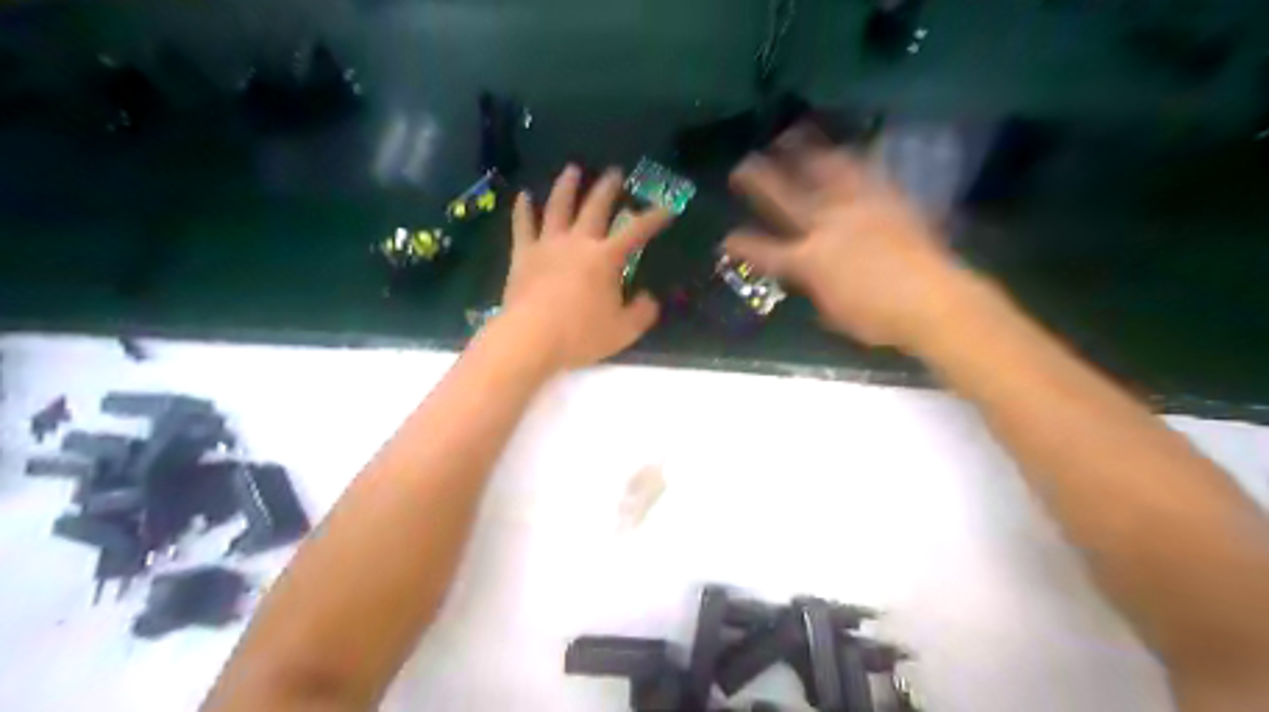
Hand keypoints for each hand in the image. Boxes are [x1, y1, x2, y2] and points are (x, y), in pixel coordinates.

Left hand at [502, 161, 672, 368]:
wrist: (531, 337)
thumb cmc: (581, 335)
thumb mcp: (623, 331)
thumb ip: (642, 313)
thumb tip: (649, 299)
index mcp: (605, 258)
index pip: (636, 231)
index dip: (654, 217)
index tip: (667, 206)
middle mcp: (578, 242)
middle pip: (595, 208)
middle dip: (608, 188)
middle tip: (615, 172)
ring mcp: (548, 245)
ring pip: (558, 207)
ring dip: (567, 187)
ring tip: (572, 170)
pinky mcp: (523, 255)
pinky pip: (522, 226)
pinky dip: (523, 209)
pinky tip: (524, 196)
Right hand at [730, 127, 967, 352]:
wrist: (933, 299)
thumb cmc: (878, 318)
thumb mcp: (833, 311)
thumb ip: (813, 288)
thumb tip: (807, 278)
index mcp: (808, 260)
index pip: (764, 250)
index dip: (741, 243)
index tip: (726, 238)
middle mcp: (826, 226)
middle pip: (784, 197)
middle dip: (758, 180)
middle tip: (742, 167)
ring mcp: (857, 207)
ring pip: (823, 170)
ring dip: (802, 152)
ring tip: (790, 136)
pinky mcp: (886, 197)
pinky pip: (862, 170)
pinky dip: (847, 158)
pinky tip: (841, 149)